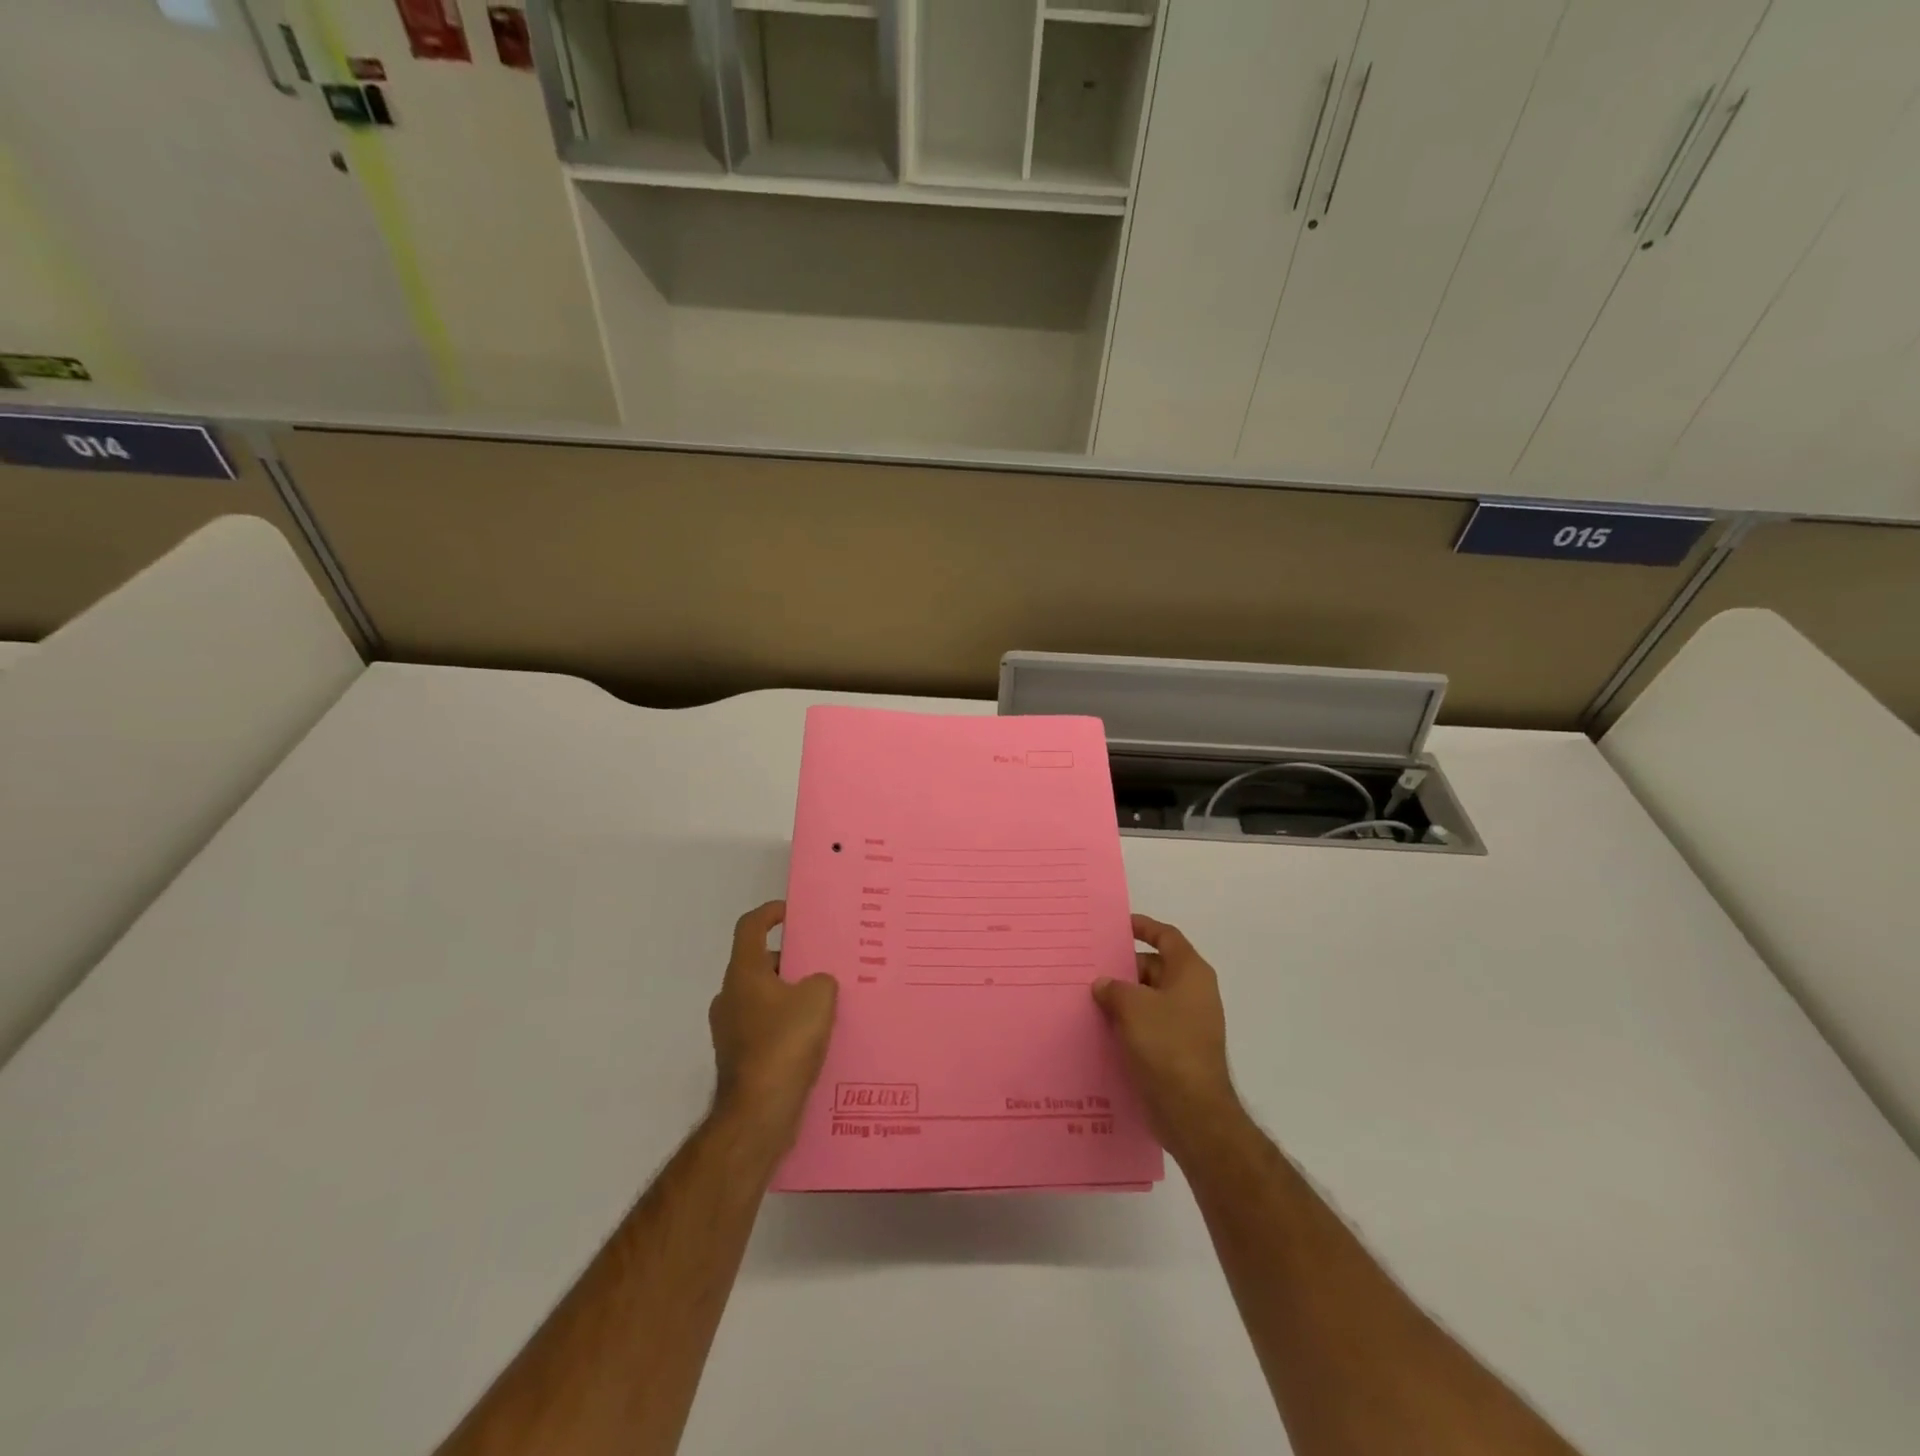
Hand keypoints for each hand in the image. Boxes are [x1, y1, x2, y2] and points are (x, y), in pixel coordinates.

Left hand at [708, 901, 837, 1152]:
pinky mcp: (739, 1060)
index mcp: (743, 974)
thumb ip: (821, 980)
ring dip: (789, 997)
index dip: (770, 913)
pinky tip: (815, 1040)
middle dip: (790, 962)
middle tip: (822, 965)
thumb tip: (815, 986)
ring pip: (763, 999)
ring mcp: (730, 1031)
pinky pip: (765, 1029)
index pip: (750, 927)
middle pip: (759, 964)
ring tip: (825, 1004)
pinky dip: (786, 1027)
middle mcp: (730, 997)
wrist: (758, 1114)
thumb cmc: (785, 1044)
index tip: (792, 913)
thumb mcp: (819, 998)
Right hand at [1093, 914, 1245, 1159]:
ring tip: (1088, 999)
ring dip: (1123, 998)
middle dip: (1124, 969)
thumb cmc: (1167, 1045)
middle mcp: (1193, 993)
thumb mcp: (1132, 1006)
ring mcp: (1187, 1023)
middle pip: (1155, 968)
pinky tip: (1101, 1029)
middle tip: (1090, 968)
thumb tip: (1103, 985)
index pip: (1166, 936)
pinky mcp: (1177, 1050)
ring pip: (1149, 999)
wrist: (1193, 1111)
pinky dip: (1128, 1023)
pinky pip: (1149, 1025)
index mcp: (1190, 973)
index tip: (1117, 926)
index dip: (1143, 927)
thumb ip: (1113, 988)